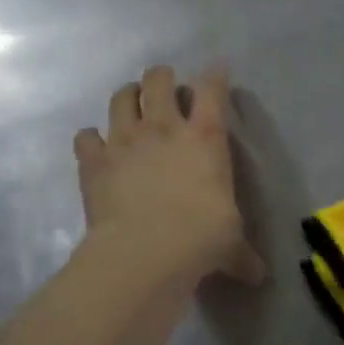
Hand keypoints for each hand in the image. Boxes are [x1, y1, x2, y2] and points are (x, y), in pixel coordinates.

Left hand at [74, 64, 265, 287]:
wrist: (146, 251)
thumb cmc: (201, 238)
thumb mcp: (231, 244)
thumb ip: (241, 254)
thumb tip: (258, 276)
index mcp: (206, 138)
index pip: (213, 90)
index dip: (215, 75)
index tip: (217, 68)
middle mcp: (165, 128)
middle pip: (159, 80)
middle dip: (163, 77)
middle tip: (166, 88)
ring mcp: (125, 140)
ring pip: (122, 97)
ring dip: (128, 96)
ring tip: (132, 104)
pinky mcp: (94, 160)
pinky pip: (85, 136)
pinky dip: (91, 138)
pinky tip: (97, 147)